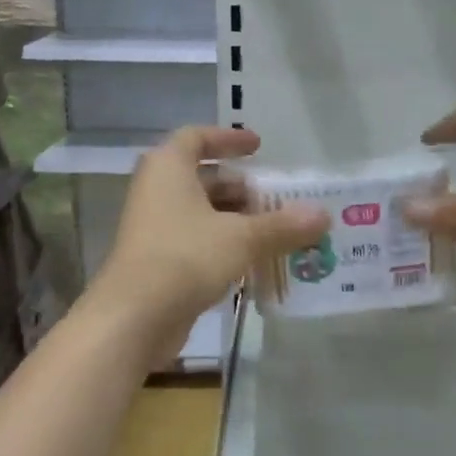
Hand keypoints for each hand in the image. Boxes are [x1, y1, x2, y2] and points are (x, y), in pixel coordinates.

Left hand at [92, 127, 328, 358]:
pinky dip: (223, 245)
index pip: (196, 138)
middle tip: (276, 200)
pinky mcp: (157, 261)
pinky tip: (252, 262)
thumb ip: (282, 225)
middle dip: (240, 188)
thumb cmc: (185, 258)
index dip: (227, 139)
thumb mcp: (242, 238)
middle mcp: (156, 192)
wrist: (133, 317)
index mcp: (168, 169)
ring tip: (273, 233)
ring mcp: (154, 228)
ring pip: (200, 213)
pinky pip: (195, 242)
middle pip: (202, 179)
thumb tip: (322, 214)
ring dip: (235, 220)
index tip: (258, 147)